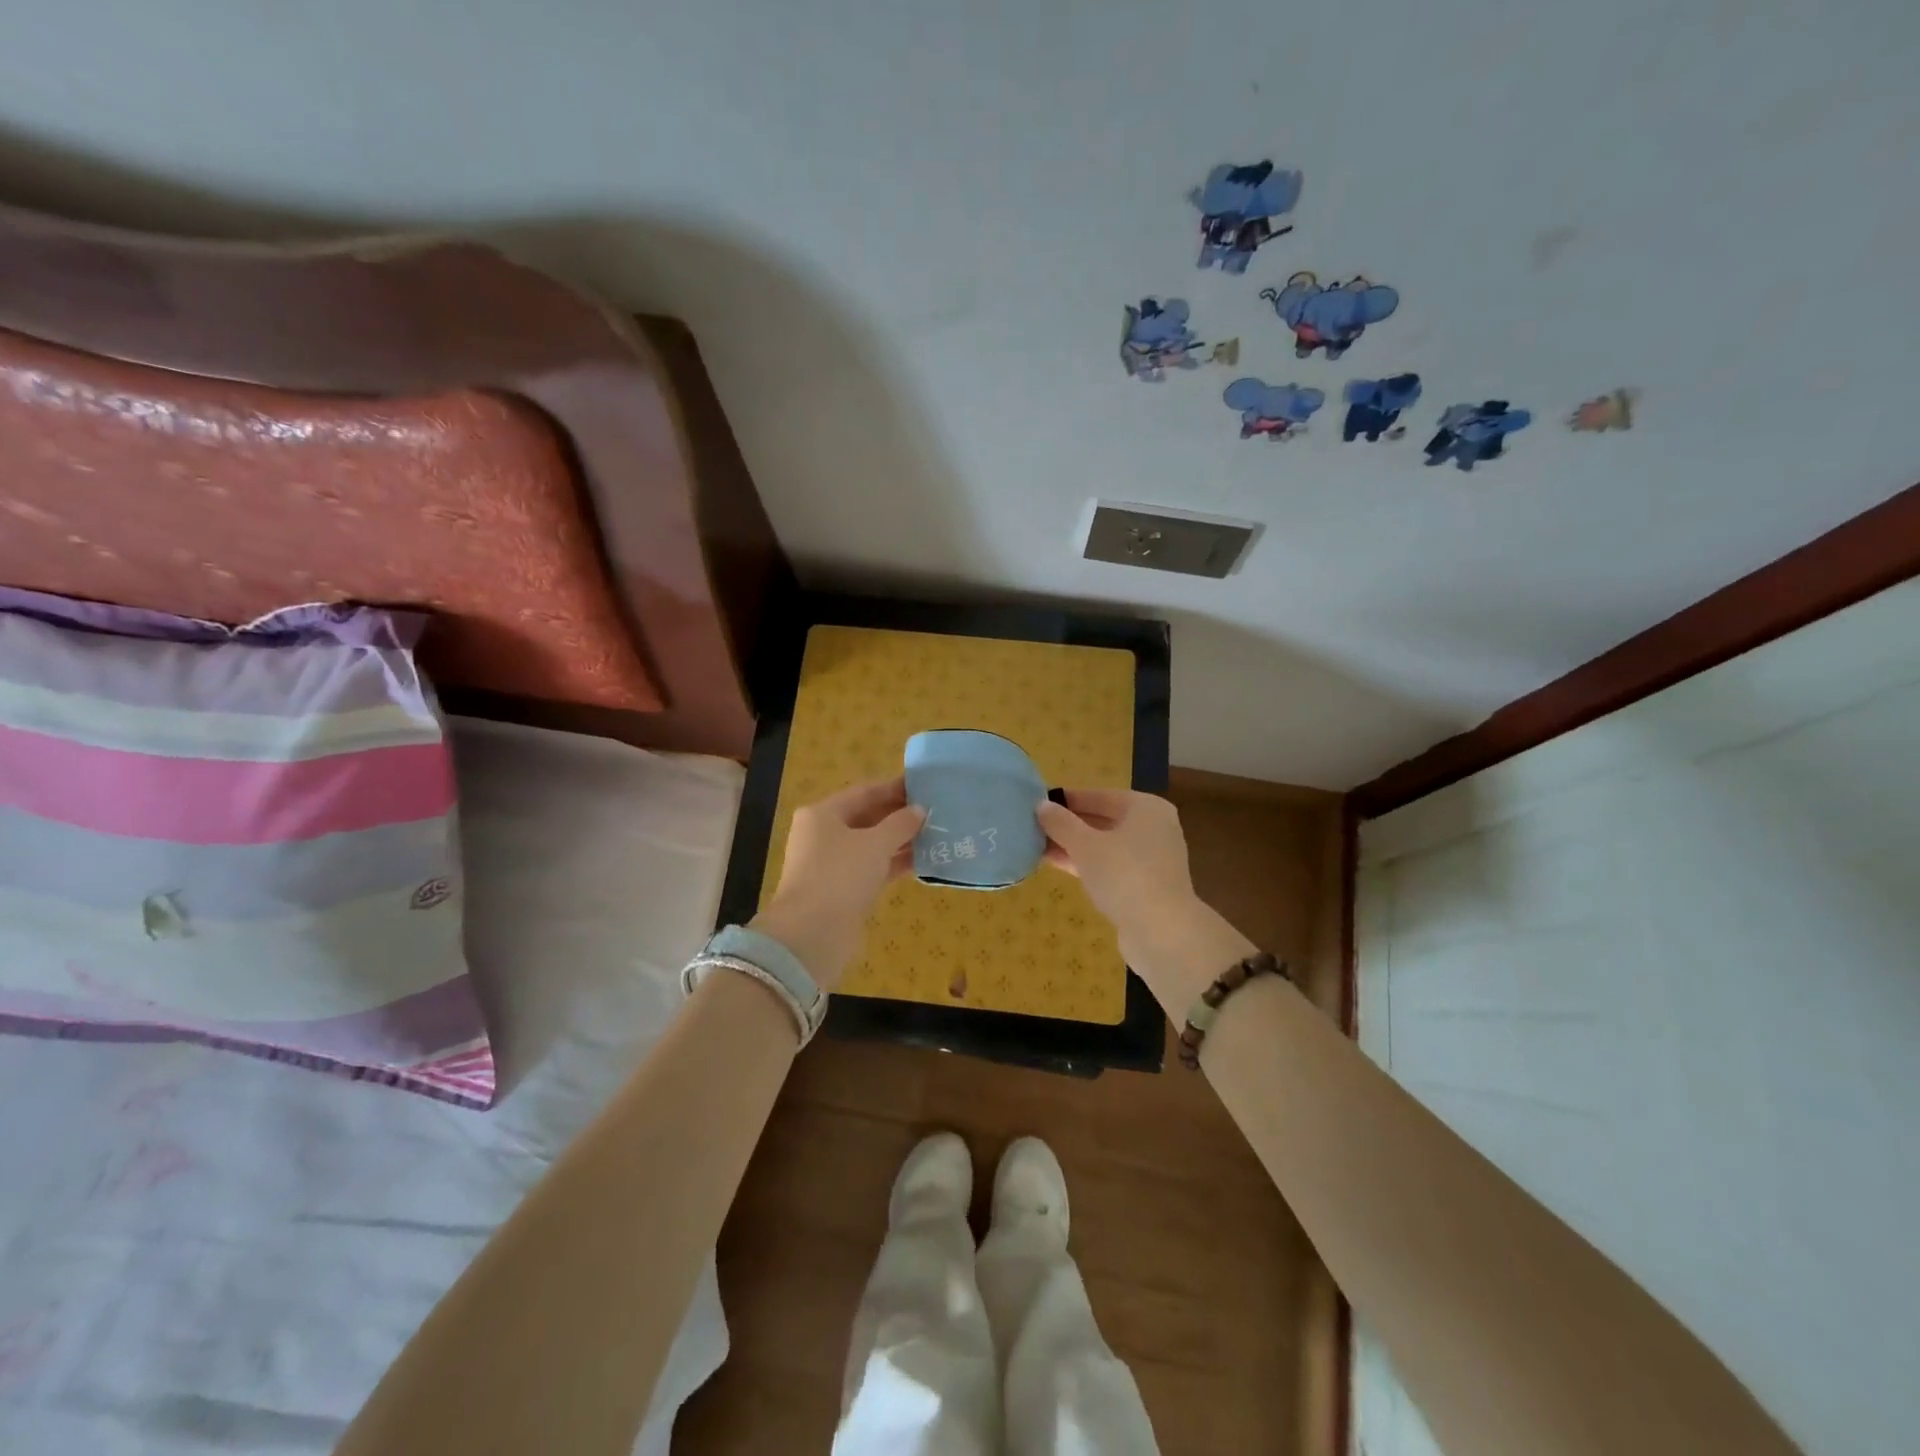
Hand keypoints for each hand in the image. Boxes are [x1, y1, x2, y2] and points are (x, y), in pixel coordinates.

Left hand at [751, 778, 923, 989]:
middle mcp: (824, 835)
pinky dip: (894, 863)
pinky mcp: (843, 889)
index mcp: (823, 814)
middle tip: (935, 811)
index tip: (924, 786)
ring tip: (936, 833)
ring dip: (900, 840)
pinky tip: (924, 860)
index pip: (864, 792)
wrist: (813, 934)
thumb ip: (900, 824)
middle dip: (899, 815)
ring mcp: (832, 864)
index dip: (894, 788)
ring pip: (871, 845)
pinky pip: (873, 868)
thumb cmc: (841, 875)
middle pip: (867, 818)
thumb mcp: (875, 843)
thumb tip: (919, 810)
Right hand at [1037, 789, 1250, 1007]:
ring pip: (1105, 845)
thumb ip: (1061, 823)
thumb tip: (1042, 806)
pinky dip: (1087, 864)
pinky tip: (1057, 865)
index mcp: (1145, 808)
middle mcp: (1153, 828)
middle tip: (1034, 825)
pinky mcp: (1146, 885)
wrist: (1162, 932)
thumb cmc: (1124, 875)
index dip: (1067, 800)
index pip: (1099, 796)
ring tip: (1037, 845)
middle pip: (1103, 820)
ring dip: (1074, 846)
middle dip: (1069, 825)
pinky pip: (1110, 866)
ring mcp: (1151, 859)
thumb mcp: (1085, 846)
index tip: (1038, 803)